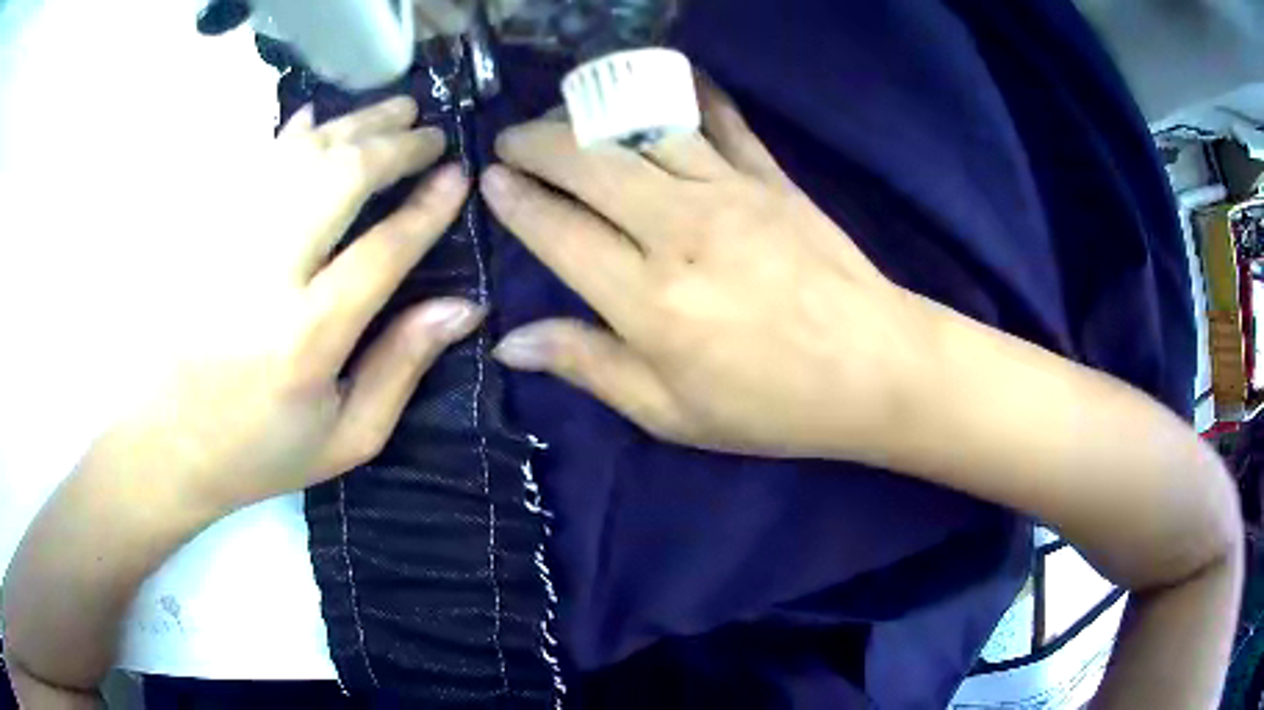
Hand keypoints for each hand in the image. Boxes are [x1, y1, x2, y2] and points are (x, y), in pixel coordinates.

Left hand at [114, 96, 479, 514]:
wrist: (171, 444)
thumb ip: (403, 367)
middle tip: (431, 134)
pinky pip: (254, 165)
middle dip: (394, 147)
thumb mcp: (349, 437)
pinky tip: (317, 118)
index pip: (381, 250)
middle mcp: (265, 278)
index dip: (427, 207)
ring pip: (298, 156)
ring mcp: (228, 246)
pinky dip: (291, 134)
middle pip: (338, 179)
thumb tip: (463, 306)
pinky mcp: (206, 236)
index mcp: (306, 339)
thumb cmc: (262, 450)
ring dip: (352, 125)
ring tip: (393, 111)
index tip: (459, 175)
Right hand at [480, 80, 929, 459]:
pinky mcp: (770, 176)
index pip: (557, 231)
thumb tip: (511, 342)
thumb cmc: (771, 405)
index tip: (490, 180)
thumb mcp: (670, 414)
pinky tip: (660, 79)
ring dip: (591, 114)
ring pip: (641, 130)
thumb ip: (588, 367)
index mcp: (648, 301)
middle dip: (536, 142)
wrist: (874, 369)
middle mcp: (679, 231)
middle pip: (588, 164)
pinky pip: (720, 118)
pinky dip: (686, 91)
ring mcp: (729, 193)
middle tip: (511, 141)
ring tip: (564, 114)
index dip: (515, 200)